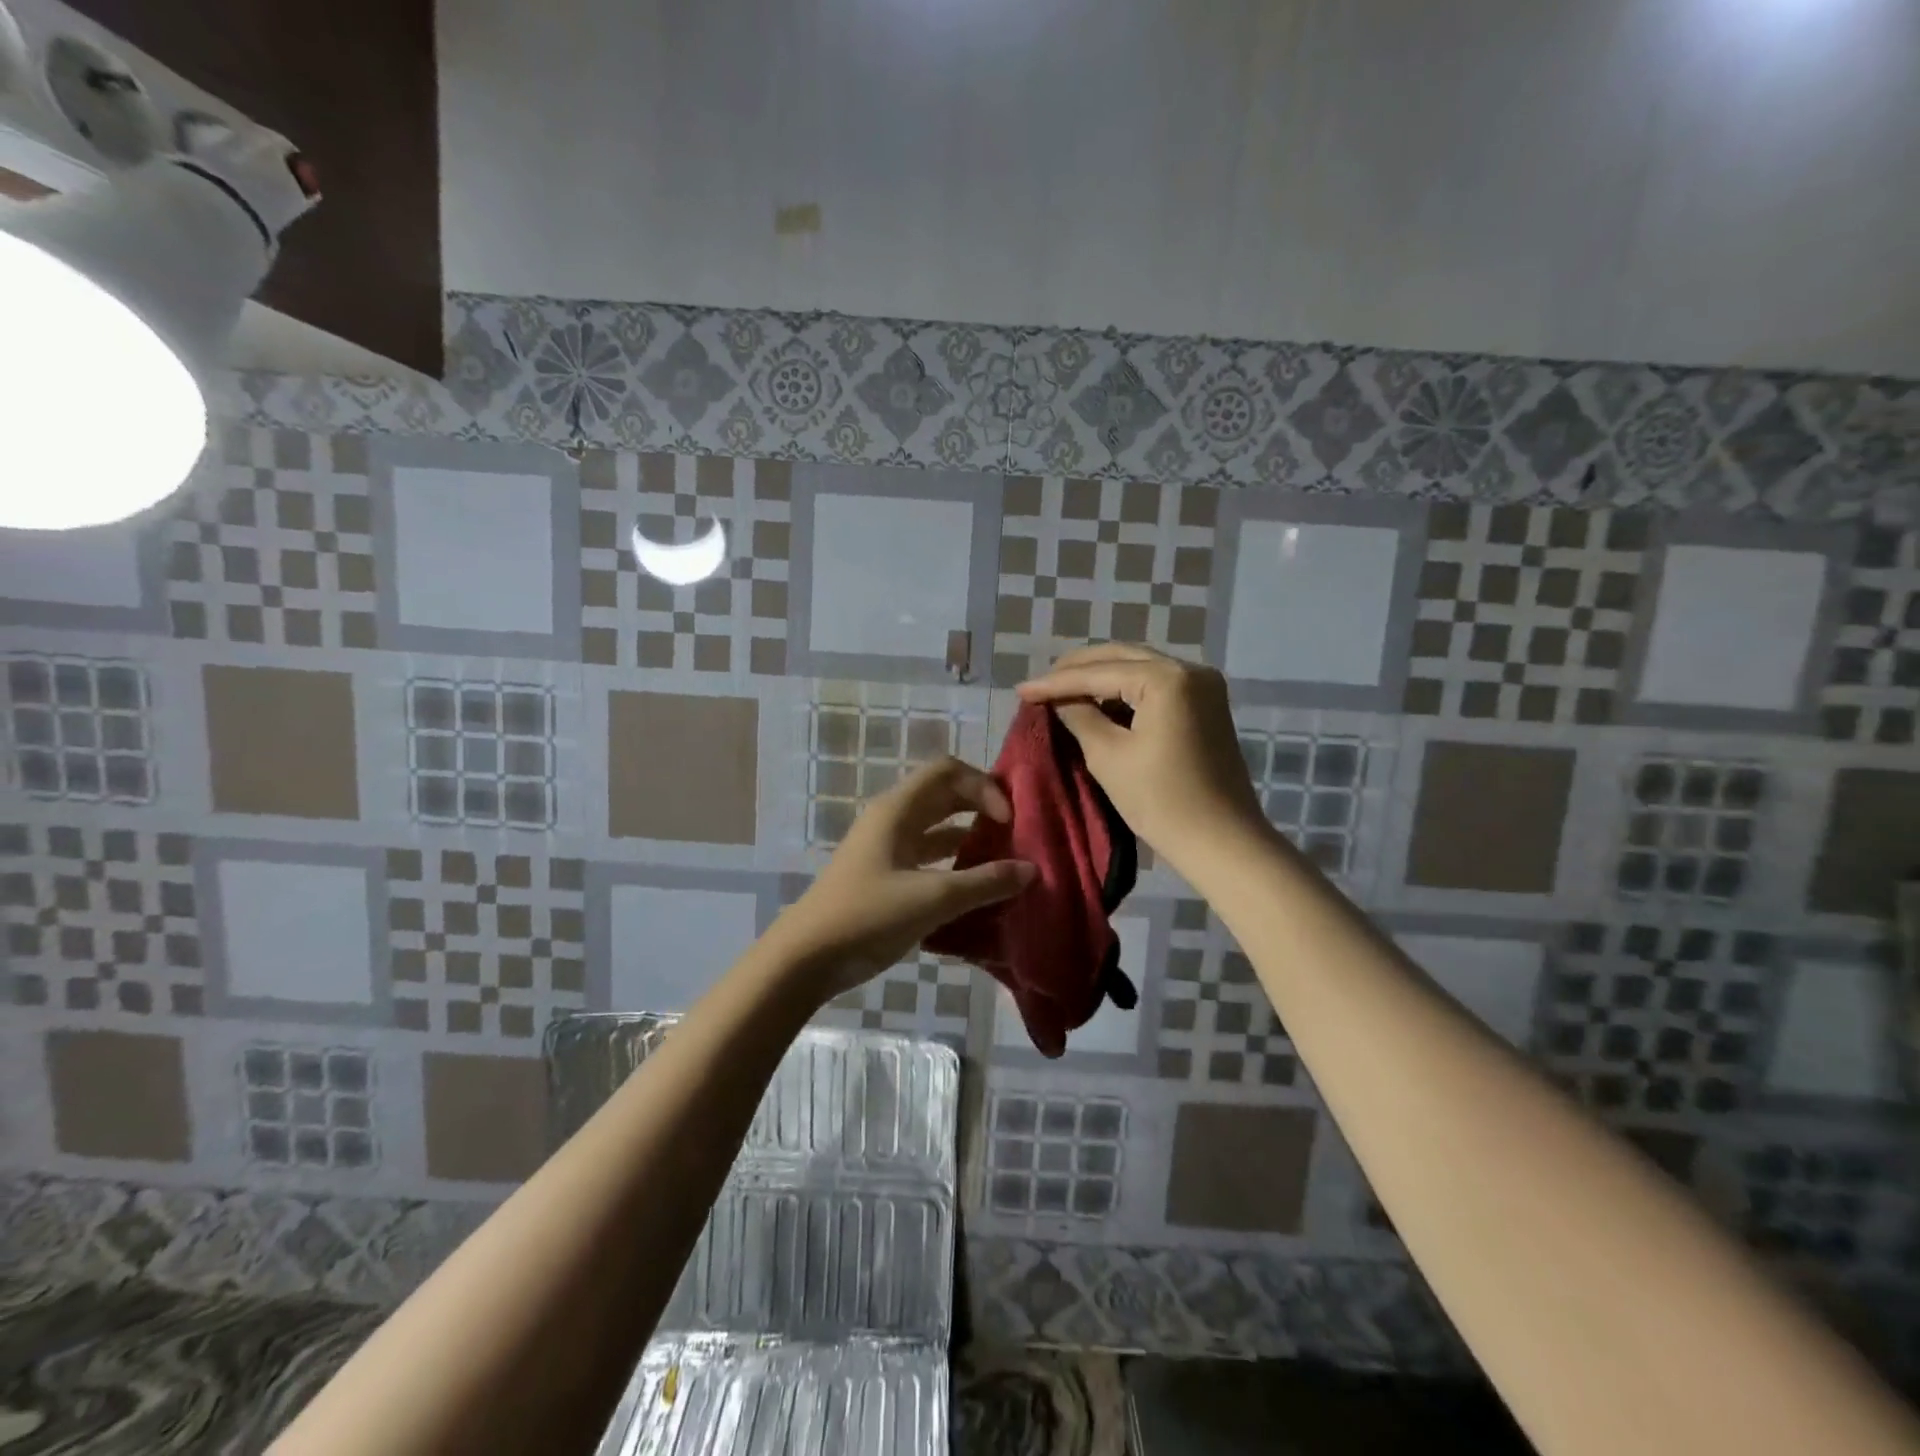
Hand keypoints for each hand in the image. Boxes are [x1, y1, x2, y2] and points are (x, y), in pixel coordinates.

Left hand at [772, 756, 1036, 1000]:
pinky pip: (929, 859)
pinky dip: (955, 867)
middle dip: (982, 809)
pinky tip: (978, 891)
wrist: (806, 957)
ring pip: (938, 830)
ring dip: (971, 840)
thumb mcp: (932, 899)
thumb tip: (1031, 869)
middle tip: (1017, 835)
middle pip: (945, 797)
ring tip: (1005, 863)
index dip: (983, 786)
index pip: (947, 772)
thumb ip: (984, 883)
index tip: (1009, 821)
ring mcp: (887, 849)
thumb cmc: (867, 916)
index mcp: (897, 810)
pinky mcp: (886, 877)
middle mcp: (893, 820)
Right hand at [1017, 644, 1267, 871]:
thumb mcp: (1108, 756)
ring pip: (1139, 669)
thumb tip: (1059, 699)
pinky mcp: (1206, 706)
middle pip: (1121, 658)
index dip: (1055, 682)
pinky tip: (1099, 703)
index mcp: (1167, 678)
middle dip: (1078, 670)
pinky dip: (1125, 691)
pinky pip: (1156, 686)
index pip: (1098, 672)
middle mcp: (1190, 669)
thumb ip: (1079, 716)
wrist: (1221, 841)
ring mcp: (1203, 686)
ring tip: (1062, 692)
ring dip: (1101, 678)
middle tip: (1040, 685)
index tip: (1020, 690)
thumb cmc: (1161, 801)